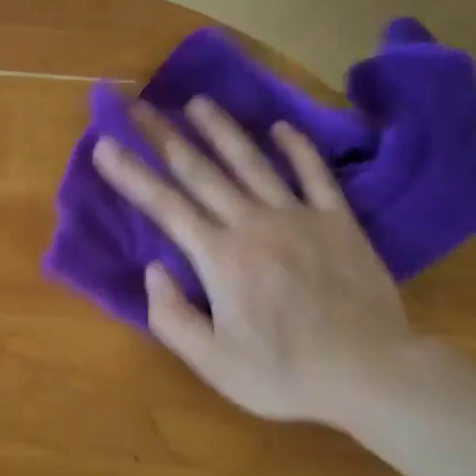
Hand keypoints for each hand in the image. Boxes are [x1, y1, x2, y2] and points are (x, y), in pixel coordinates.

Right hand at [92, 97, 413, 425]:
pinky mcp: (340, 222)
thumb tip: (153, 269)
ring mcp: (300, 217)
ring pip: (253, 163)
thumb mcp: (212, 362)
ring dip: (222, 130)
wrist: (371, 374)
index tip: (104, 143)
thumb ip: (171, 315)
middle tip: (138, 106)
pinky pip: (315, 175)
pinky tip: (281, 127)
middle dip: (164, 137)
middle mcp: (254, 224)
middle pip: (201, 172)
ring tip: (198, 101)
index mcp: (220, 258)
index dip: (131, 174)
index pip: (165, 206)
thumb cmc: (283, 374)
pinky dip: (298, 148)